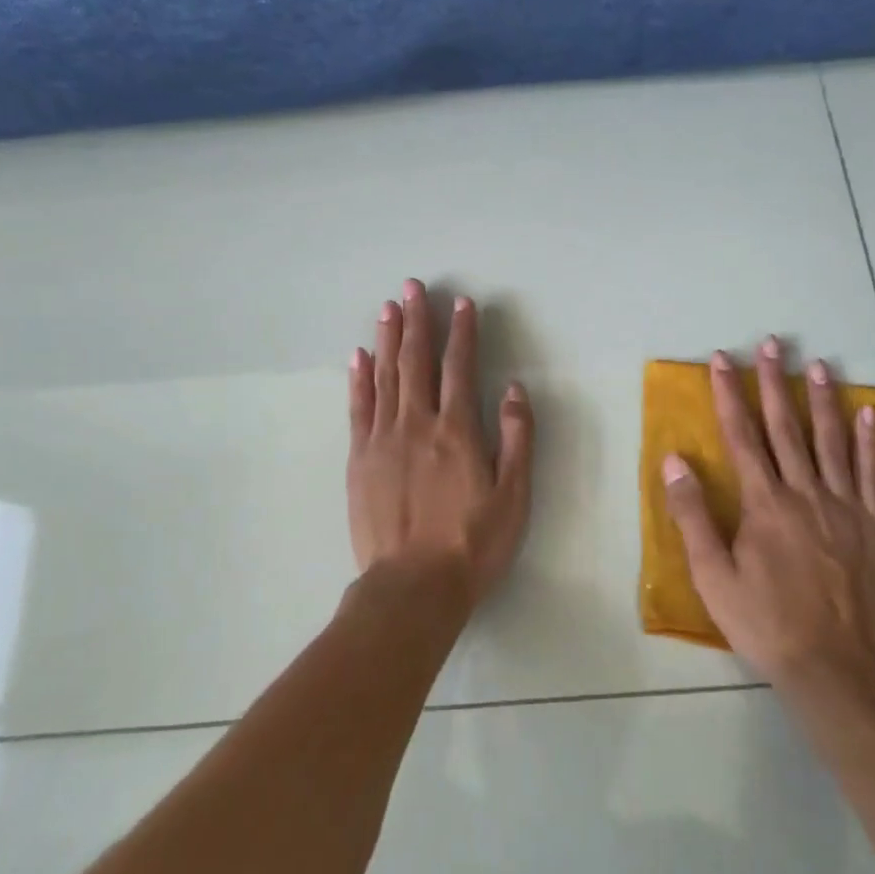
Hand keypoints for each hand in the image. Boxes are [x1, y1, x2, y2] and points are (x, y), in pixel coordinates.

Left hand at [347, 280, 534, 607]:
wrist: (412, 586)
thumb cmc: (471, 543)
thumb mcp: (513, 496)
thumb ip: (515, 438)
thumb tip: (512, 388)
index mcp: (456, 430)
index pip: (460, 366)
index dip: (462, 331)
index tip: (461, 302)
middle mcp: (417, 423)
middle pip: (416, 360)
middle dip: (418, 320)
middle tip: (412, 286)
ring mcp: (382, 438)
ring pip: (385, 376)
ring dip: (388, 338)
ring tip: (388, 307)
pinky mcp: (359, 458)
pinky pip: (359, 407)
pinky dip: (360, 378)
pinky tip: (359, 356)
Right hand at [662, 341, 874, 703]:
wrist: (837, 671)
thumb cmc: (765, 623)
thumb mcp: (712, 575)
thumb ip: (693, 514)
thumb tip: (674, 460)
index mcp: (764, 503)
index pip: (742, 435)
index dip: (730, 394)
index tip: (723, 359)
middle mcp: (805, 493)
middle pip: (786, 427)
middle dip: (775, 382)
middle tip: (771, 344)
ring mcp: (845, 508)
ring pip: (832, 442)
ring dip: (823, 400)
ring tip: (819, 365)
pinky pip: (873, 474)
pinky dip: (872, 441)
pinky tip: (871, 414)